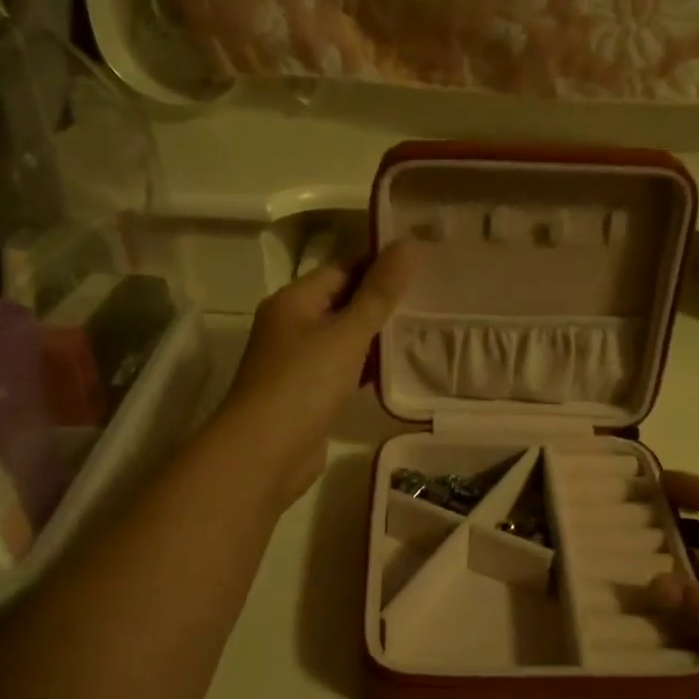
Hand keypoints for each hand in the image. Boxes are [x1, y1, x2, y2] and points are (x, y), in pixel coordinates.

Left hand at [215, 243, 418, 508]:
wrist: (264, 454)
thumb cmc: (303, 383)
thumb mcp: (347, 333)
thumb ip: (379, 292)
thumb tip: (409, 244)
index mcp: (294, 300)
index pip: (342, 268)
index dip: (380, 262)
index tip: (423, 260)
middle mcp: (292, 326)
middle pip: (344, 302)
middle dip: (384, 300)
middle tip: (434, 294)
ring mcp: (298, 363)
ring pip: (345, 338)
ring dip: (379, 336)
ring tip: (428, 327)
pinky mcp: (308, 395)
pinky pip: (344, 370)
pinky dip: (368, 367)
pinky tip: (401, 369)